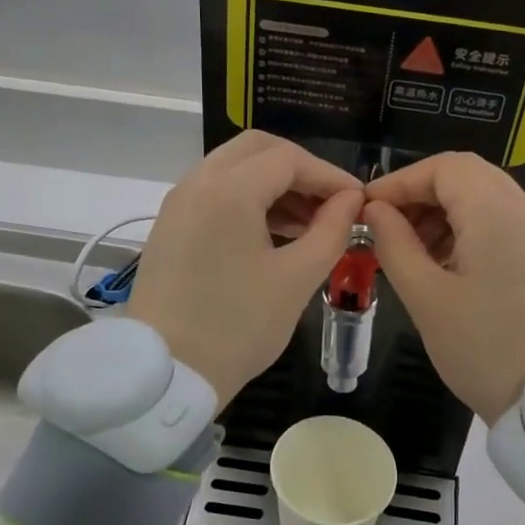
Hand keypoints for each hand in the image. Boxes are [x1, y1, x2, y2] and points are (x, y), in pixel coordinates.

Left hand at [129, 132, 364, 406]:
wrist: (166, 375)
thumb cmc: (238, 327)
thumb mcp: (297, 279)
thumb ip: (331, 230)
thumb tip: (351, 201)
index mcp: (228, 190)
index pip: (289, 160)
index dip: (330, 176)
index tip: (358, 201)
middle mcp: (197, 183)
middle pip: (257, 149)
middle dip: (300, 169)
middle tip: (330, 203)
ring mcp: (178, 203)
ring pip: (234, 168)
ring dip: (274, 184)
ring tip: (310, 222)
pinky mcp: (170, 226)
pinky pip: (215, 192)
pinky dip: (248, 199)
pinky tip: (274, 233)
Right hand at [364, 153, 524, 422]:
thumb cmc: (484, 347)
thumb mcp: (426, 297)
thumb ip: (394, 243)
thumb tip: (375, 211)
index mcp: (496, 211)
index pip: (443, 167)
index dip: (399, 181)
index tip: (365, 210)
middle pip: (466, 176)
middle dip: (420, 195)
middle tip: (385, 227)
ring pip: (484, 199)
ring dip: (442, 213)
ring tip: (410, 252)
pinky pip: (501, 224)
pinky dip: (467, 230)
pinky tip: (445, 266)